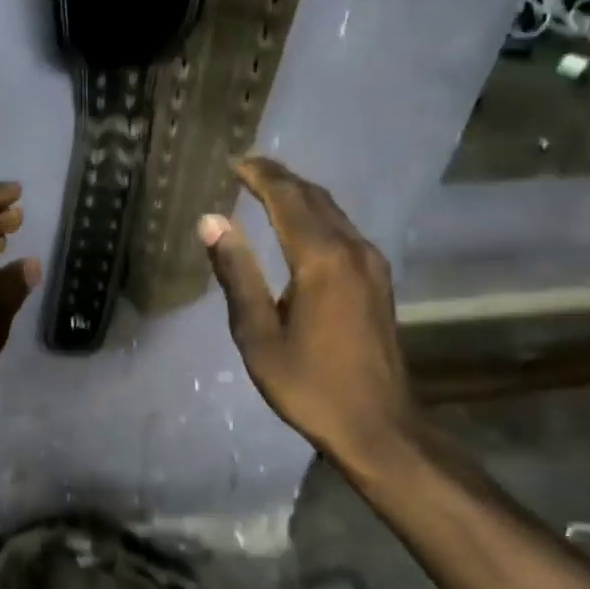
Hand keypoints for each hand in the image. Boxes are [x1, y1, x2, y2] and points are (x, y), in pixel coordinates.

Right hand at [198, 157, 420, 485]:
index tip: (235, 162)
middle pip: (313, 198)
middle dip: (280, 179)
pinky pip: (343, 230)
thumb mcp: (258, 335)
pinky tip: (300, 226)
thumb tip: (211, 221)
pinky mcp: (378, 280)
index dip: (260, 176)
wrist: (378, 426)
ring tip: (267, 189)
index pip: (288, 199)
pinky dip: (316, 216)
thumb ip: (236, 274)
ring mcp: (372, 264)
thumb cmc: (309, 385)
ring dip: (300, 195)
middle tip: (247, 168)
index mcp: (321, 260)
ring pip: (333, 212)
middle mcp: (352, 250)